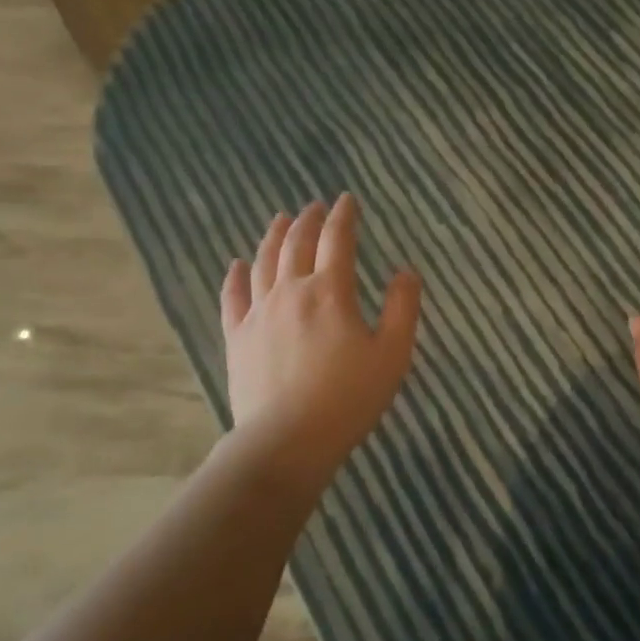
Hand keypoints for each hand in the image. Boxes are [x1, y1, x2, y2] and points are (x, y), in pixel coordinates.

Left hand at [222, 195, 421, 467]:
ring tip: (280, 220)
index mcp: (331, 292)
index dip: (344, 216)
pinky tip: (237, 263)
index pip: (337, 240)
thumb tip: (406, 272)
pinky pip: (233, 297)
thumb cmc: (349, 398)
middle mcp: (291, 291)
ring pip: (263, 262)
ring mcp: (259, 313)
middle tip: (315, 206)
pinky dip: (235, 275)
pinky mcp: (237, 337)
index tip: (347, 200)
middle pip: (297, 244)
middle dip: (308, 220)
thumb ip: (403, 308)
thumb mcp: (392, 354)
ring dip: (273, 236)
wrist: (287, 441)